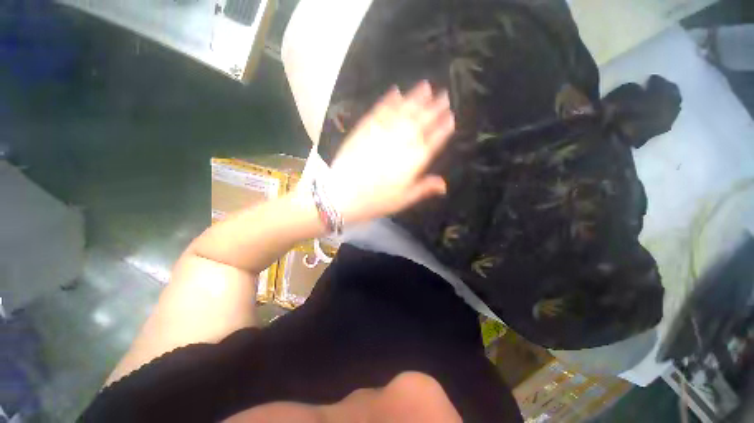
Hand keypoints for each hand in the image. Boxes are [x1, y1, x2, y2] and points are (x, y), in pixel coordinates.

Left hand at [328, 81, 454, 223]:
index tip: (451, 116)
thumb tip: (444, 185)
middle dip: (434, 108)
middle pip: (421, 122)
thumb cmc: (376, 201)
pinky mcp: (365, 128)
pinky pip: (380, 111)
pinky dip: (389, 100)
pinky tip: (396, 91)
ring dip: (415, 98)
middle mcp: (402, 142)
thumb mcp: (403, 199)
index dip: (443, 128)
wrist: (343, 195)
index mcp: (414, 161)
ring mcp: (383, 133)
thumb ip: (424, 188)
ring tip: (426, 86)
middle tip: (444, 95)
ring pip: (403, 111)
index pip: (434, 141)